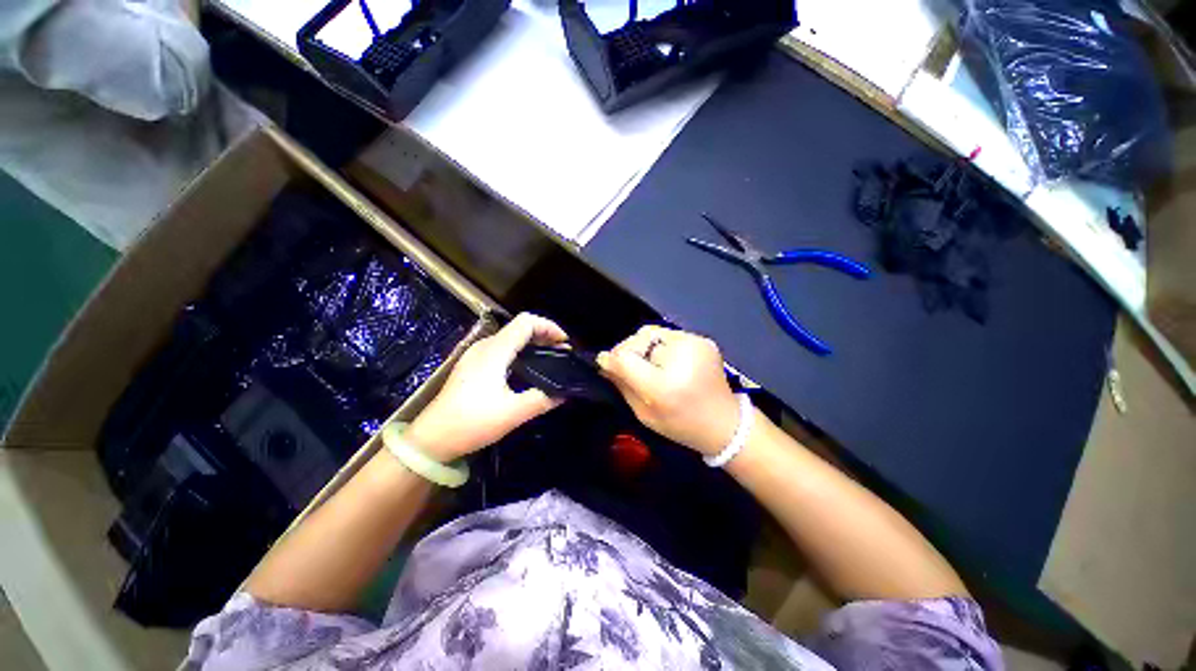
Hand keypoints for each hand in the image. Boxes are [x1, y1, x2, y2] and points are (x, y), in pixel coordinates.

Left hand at [405, 313, 567, 461]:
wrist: (431, 439)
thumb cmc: (472, 422)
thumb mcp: (513, 413)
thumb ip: (542, 400)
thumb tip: (565, 393)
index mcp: (495, 351)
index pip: (526, 322)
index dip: (549, 326)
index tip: (565, 343)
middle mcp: (485, 346)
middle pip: (519, 327)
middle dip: (544, 335)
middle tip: (562, 353)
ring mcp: (476, 355)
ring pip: (510, 337)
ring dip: (532, 343)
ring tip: (549, 359)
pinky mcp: (472, 365)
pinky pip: (502, 348)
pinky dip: (520, 351)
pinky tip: (527, 368)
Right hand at [598, 325, 741, 456]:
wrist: (726, 424)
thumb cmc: (681, 425)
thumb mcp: (644, 414)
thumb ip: (623, 385)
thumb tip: (605, 362)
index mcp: (665, 385)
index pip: (627, 358)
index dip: (612, 358)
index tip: (604, 362)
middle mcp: (681, 358)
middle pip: (638, 339)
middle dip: (627, 350)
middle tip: (626, 365)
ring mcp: (695, 344)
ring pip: (652, 332)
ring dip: (643, 346)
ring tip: (646, 362)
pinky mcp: (702, 340)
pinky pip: (668, 335)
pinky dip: (659, 344)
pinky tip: (664, 360)